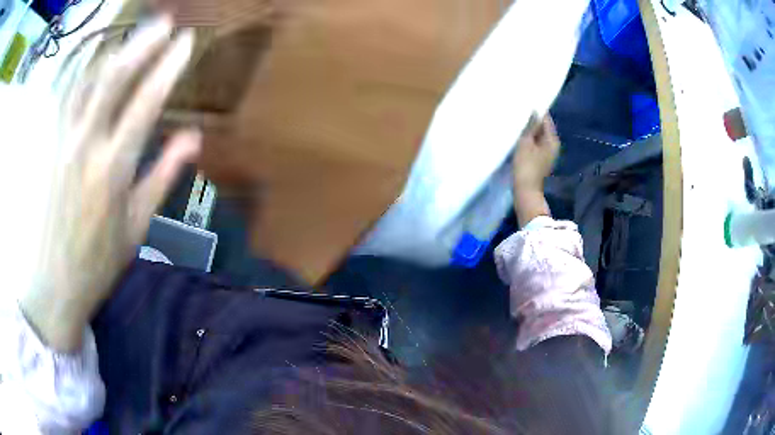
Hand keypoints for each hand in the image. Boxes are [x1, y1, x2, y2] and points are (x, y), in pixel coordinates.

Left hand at [20, 16, 199, 352]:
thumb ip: (162, 176)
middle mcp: (86, 145)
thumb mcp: (136, 226)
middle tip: (165, 23)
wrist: (55, 282)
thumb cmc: (98, 261)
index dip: (167, 68)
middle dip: (141, 45)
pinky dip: (85, 72)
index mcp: (112, 168)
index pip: (145, 103)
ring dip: (113, 51)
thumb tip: (194, 138)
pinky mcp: (52, 146)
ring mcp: (64, 142)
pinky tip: (97, 59)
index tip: (186, 43)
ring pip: (87, 83)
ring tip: (133, 33)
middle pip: (113, 80)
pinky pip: (68, 99)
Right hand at [512, 114, 559, 225]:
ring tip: (517, 121)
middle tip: (519, 110)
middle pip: (542, 128)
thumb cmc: (526, 166)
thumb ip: (531, 126)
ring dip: (529, 130)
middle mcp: (552, 145)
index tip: (526, 102)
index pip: (546, 119)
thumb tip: (534, 111)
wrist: (525, 191)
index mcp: (552, 140)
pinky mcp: (540, 159)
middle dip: (532, 120)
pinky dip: (528, 139)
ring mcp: (547, 154)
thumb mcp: (526, 143)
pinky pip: (534, 144)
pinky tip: (519, 136)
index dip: (537, 111)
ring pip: (537, 136)